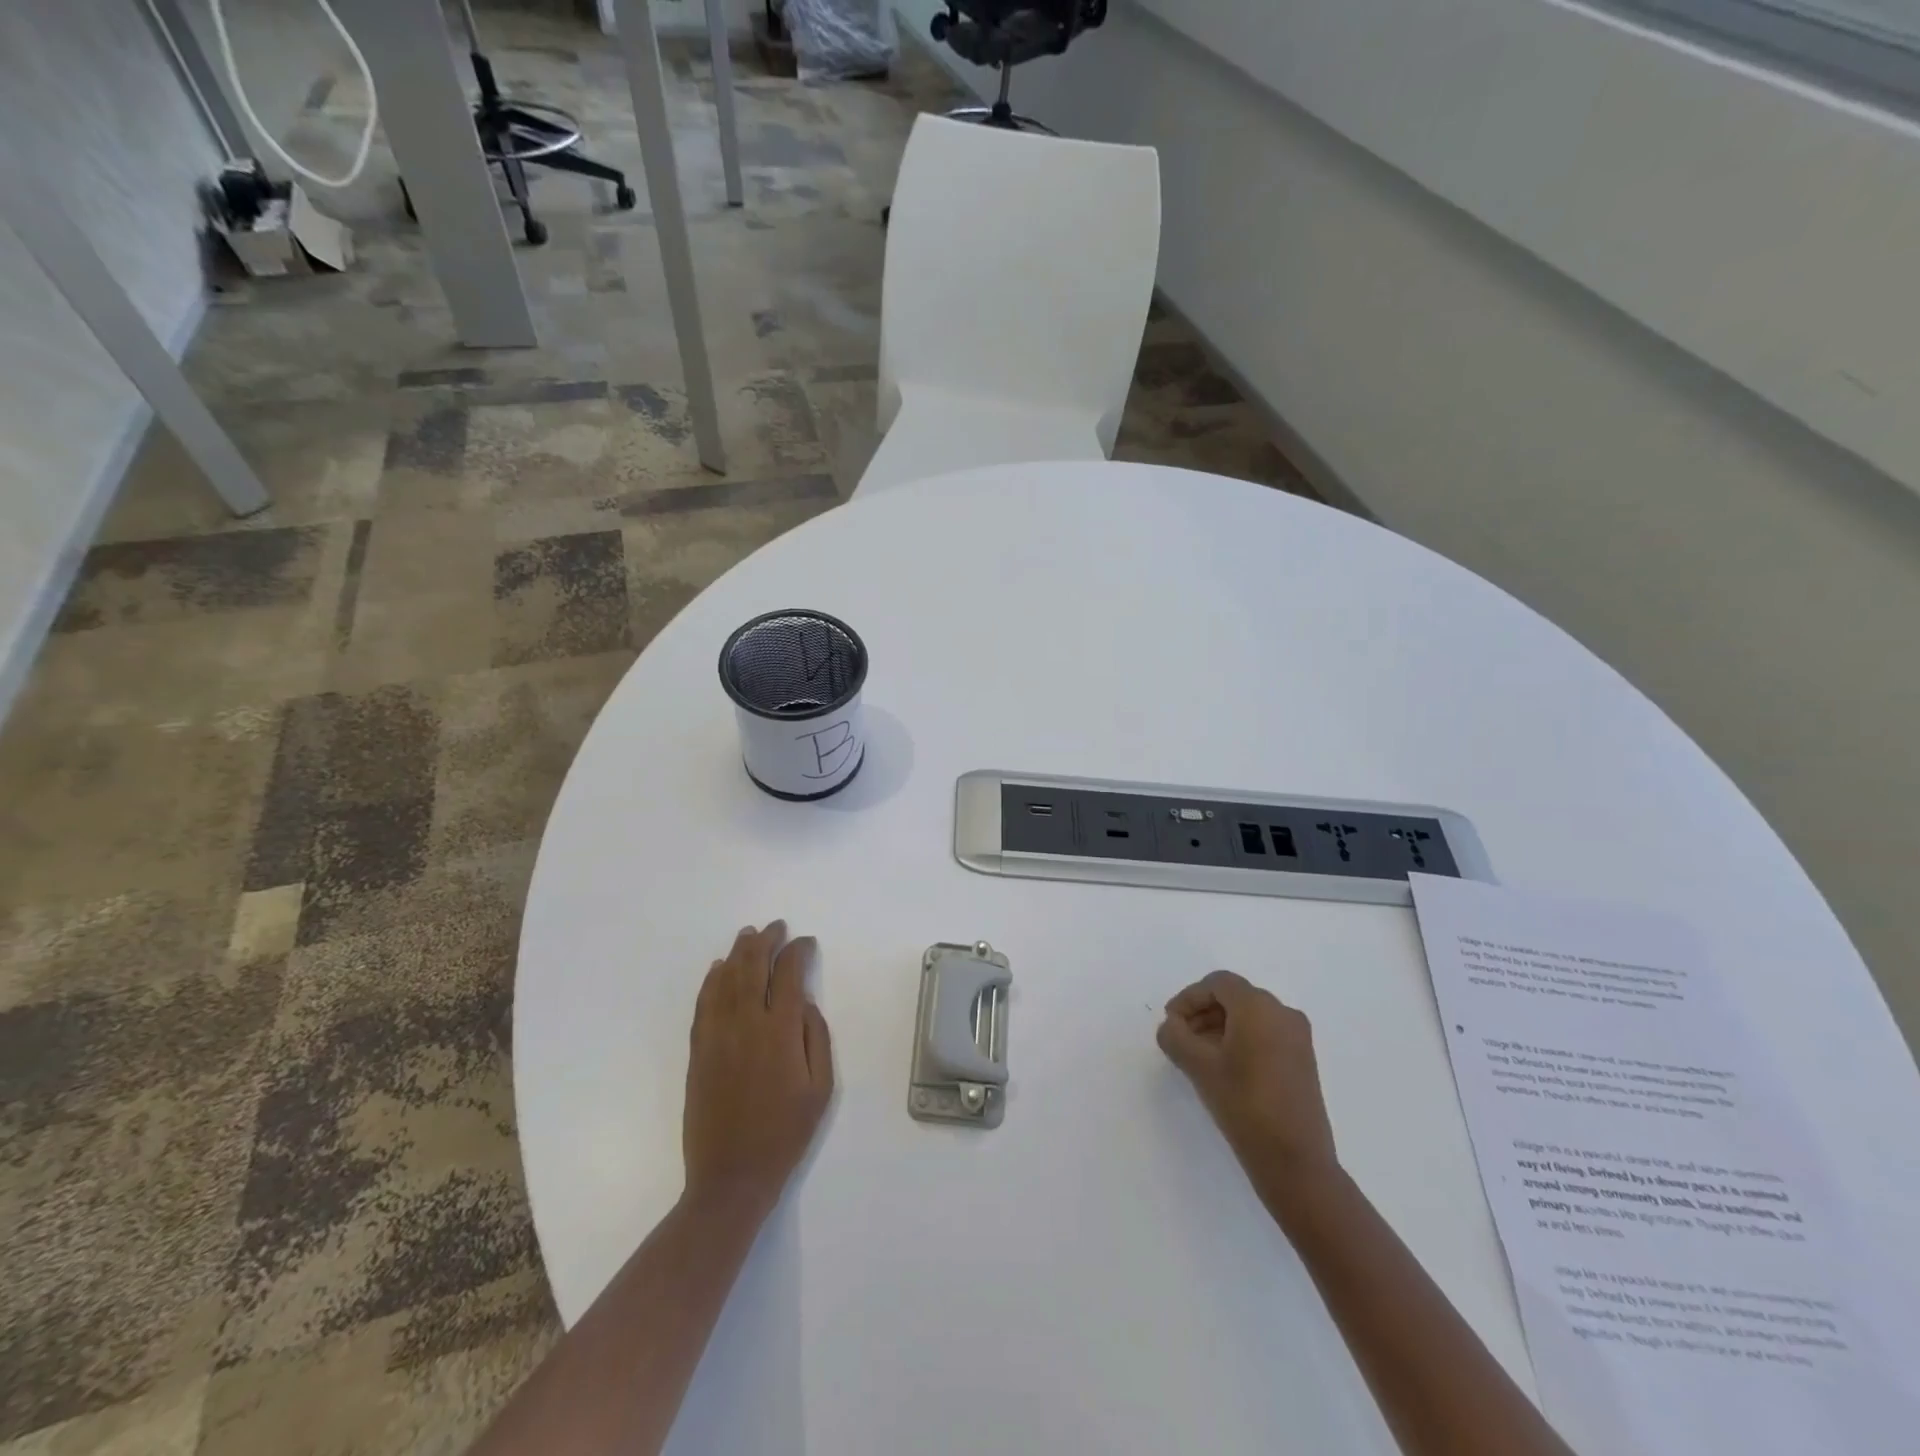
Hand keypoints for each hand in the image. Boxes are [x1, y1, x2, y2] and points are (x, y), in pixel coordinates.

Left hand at [683, 922, 833, 1219]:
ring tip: (748, 935)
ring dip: (738, 953)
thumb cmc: (785, 1134)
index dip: (798, 952)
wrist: (731, 1177)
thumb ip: (816, 1038)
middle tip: (776, 927)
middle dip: (766, 941)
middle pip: (753, 967)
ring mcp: (717, 1036)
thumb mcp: (821, 1089)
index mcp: (781, 1032)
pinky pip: (703, 1004)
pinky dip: (712, 980)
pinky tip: (718, 969)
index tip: (806, 942)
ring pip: (725, 980)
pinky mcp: (698, 1051)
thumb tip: (805, 1004)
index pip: (789, 975)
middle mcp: (746, 1024)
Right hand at [1157, 970, 1338, 1205]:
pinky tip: (1225, 1068)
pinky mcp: (1304, 1061)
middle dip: (1203, 1012)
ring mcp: (1298, 1038)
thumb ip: (1175, 1037)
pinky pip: (1266, 1034)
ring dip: (1220, 1027)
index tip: (1170, 1023)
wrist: (1296, 1161)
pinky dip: (1241, 1040)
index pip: (1217, 984)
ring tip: (1198, 1056)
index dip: (1188, 998)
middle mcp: (1283, 1013)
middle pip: (1234, 997)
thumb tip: (1171, 1026)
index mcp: (1259, 1006)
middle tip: (1180, 1039)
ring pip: (1250, 1017)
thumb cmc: (1243, 1104)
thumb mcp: (1198, 1067)